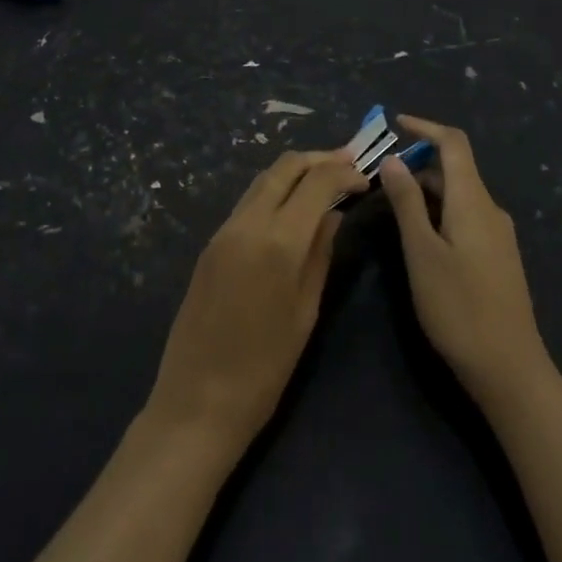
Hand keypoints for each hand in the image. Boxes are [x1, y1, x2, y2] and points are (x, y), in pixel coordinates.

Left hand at [144, 149, 366, 452]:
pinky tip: (293, 205)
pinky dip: (275, 190)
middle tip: (348, 164)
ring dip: (296, 171)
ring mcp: (224, 230)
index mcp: (277, 241)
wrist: (196, 402)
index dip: (344, 173)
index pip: (317, 182)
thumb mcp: (305, 312)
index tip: (365, 180)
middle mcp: (247, 223)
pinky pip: (248, 200)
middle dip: (319, 159)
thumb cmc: (264, 370)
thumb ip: (321, 254)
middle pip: (285, 166)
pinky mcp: (211, 242)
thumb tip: (334, 215)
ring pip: (263, 178)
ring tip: (325, 179)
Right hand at [381, 116, 550, 408]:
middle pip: (455, 168)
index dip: (425, 127)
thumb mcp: (422, 253)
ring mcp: (497, 234)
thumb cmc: (460, 308)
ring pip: (459, 194)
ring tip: (391, 204)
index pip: (454, 143)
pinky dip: (439, 211)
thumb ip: (407, 203)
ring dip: (426, 189)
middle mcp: (490, 208)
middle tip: (379, 176)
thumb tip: (394, 159)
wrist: (511, 370)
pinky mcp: (497, 257)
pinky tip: (419, 235)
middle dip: (418, 163)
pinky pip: (465, 216)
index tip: (396, 123)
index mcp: (473, 200)